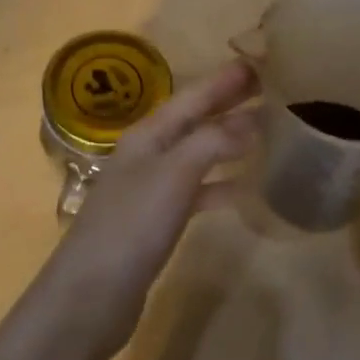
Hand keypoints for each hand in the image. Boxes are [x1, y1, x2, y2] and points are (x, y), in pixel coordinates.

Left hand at [46, 60, 256, 345]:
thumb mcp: (174, 174)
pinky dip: (221, 184)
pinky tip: (245, 188)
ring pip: (198, 153)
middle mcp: (148, 154)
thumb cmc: (131, 226)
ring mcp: (152, 188)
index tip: (260, 62)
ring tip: (266, 131)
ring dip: (228, 140)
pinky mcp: (158, 221)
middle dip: (228, 103)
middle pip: (194, 120)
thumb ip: (213, 141)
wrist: (89, 297)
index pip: (192, 96)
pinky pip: (197, 190)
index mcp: (148, 135)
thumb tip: (252, 117)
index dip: (225, 80)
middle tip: (270, 88)